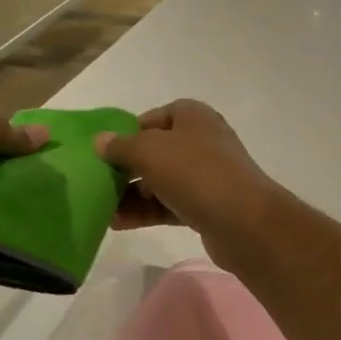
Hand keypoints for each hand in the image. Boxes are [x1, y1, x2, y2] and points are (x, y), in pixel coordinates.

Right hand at [94, 101, 284, 271]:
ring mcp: (205, 176)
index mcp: (193, 117)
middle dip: (125, 168)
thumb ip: (121, 146)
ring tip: (101, 209)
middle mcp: (201, 142)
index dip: (127, 133)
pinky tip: (117, 223)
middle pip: (155, 152)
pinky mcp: (206, 206)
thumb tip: (100, 141)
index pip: (153, 118)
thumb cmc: (195, 173)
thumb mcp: (150, 151)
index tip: (104, 153)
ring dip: (131, 195)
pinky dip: (145, 212)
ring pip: (160, 181)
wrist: (243, 221)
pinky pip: (168, 205)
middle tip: (97, 183)